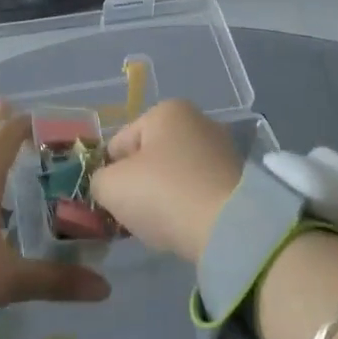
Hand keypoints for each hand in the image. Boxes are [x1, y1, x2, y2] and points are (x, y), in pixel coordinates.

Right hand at [91, 100, 243, 264]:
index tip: (114, 201)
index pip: (119, 144)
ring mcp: (221, 149)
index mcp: (166, 110)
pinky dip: (187, 206)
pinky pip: (197, 191)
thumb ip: (98, 180)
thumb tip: (108, 185)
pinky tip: (185, 225)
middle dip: (138, 185)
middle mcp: (198, 120)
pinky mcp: (238, 178)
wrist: (228, 227)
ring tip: (162, 224)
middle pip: (149, 158)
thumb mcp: (110, 186)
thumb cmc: (163, 194)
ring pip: (173, 176)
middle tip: (135, 214)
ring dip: (162, 197)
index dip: (110, 174)